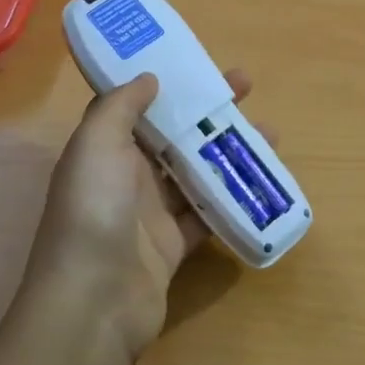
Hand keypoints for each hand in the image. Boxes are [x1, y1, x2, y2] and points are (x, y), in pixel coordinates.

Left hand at [25, 69, 253, 362]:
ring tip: (270, 132)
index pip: (139, 106)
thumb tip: (149, 77)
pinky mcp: (174, 245)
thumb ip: (121, 106)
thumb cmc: (93, 210)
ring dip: (230, 151)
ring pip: (196, 171)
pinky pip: (208, 213)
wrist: (94, 300)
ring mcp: (151, 213)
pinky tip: (261, 181)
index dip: (168, 83)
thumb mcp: (96, 144)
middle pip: (174, 134)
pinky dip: (232, 198)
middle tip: (247, 87)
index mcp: (105, 148)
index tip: (199, 64)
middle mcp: (126, 177)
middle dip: (208, 110)